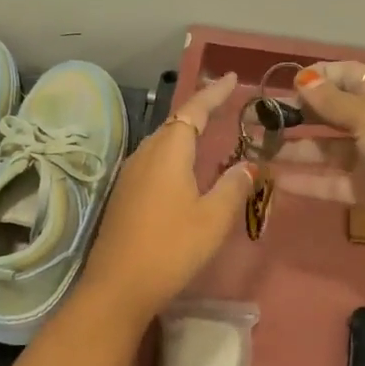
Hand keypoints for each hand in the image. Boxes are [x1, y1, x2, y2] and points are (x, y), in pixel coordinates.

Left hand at [78, 71, 252, 320]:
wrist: (118, 287)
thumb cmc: (171, 248)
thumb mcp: (213, 218)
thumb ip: (232, 187)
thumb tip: (246, 166)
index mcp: (168, 151)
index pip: (194, 110)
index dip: (213, 93)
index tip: (231, 78)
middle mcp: (145, 155)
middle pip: (175, 123)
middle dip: (200, 111)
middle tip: (224, 104)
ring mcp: (130, 175)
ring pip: (162, 143)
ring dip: (186, 134)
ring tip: (209, 134)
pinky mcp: (124, 195)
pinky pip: (154, 162)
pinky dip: (174, 156)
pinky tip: (185, 172)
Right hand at [274, 61, 364, 248]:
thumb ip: (334, 102)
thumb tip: (304, 79)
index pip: (347, 75)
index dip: (318, 77)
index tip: (286, 85)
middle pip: (330, 113)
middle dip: (297, 114)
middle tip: (260, 120)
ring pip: (324, 149)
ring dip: (294, 148)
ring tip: (258, 150)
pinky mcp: (364, 189)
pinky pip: (328, 181)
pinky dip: (304, 181)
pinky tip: (275, 180)